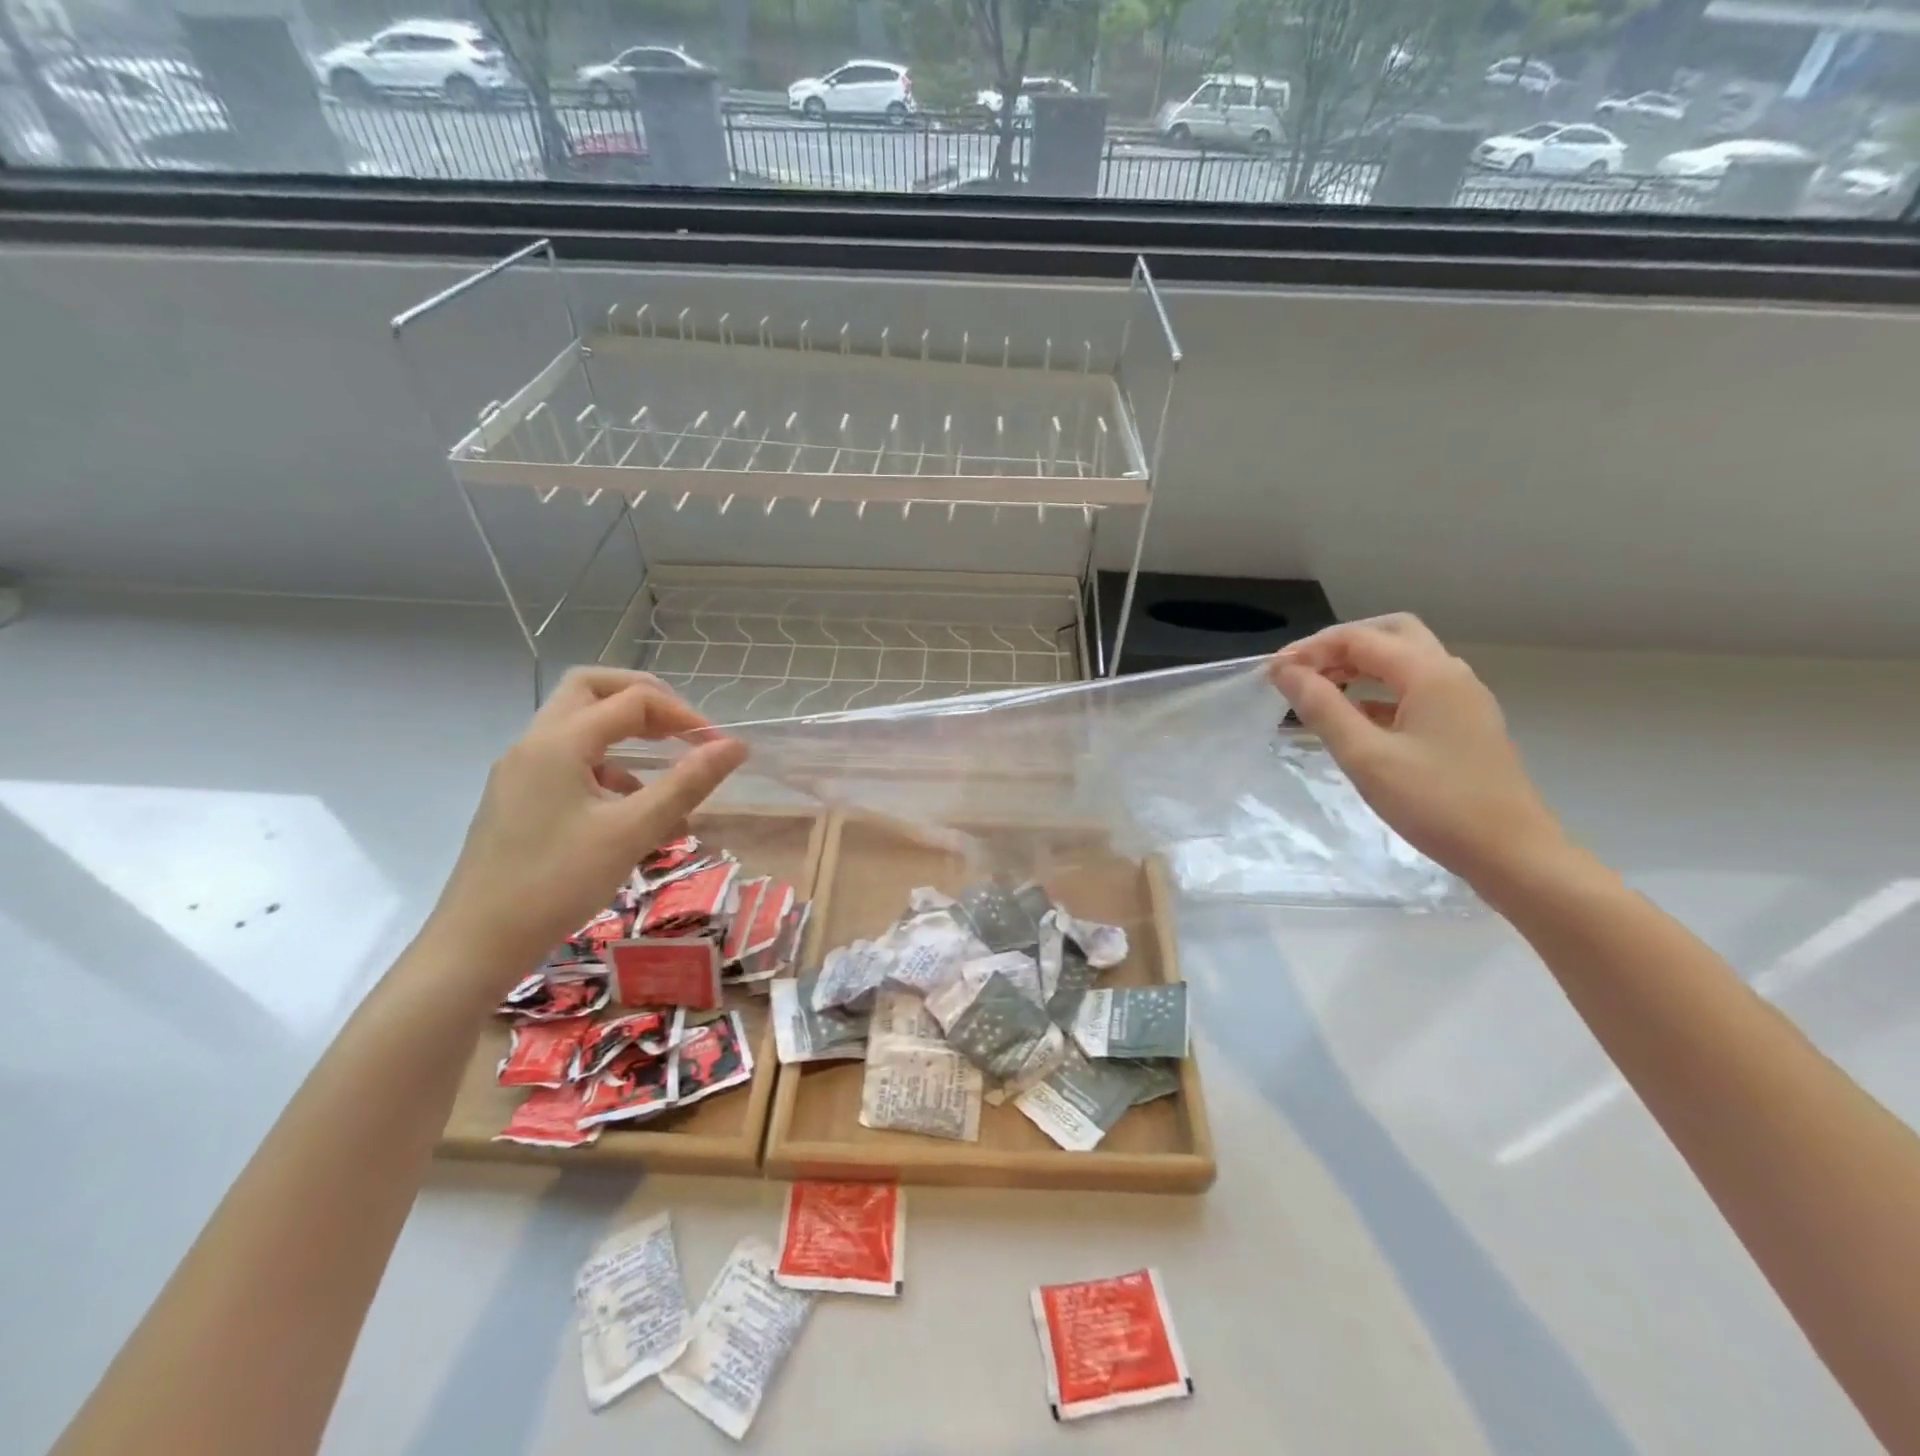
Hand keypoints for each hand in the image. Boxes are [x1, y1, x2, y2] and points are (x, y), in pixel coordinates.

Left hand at [426, 669, 747, 989]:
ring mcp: (521, 770)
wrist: (476, 944)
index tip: (719, 748)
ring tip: (667, 770)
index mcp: (560, 741)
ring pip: (579, 725)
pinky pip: (569, 761)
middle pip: (592, 689)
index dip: (683, 716)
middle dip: (644, 700)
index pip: (633, 700)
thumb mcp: (633, 831)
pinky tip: (631, 808)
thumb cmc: (557, 882)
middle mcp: (535, 743)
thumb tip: (737, 746)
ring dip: (626, 733)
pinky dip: (607, 766)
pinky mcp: (518, 798)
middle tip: (682, 728)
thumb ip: (688, 783)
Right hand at [1269, 615, 1566, 890]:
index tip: (1272, 674)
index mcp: (1429, 673)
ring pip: (1403, 661)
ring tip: (1318, 691)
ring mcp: (1461, 699)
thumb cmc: (1435, 803)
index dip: (1310, 649)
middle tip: (1301, 672)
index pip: (1358, 639)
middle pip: (1388, 635)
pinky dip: (1377, 691)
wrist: (1512, 853)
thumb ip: (1322, 707)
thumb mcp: (1365, 756)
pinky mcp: (1463, 724)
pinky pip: (1413, 689)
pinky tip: (1353, 717)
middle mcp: (1450, 674)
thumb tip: (1285, 671)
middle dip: (1339, 646)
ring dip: (1358, 666)